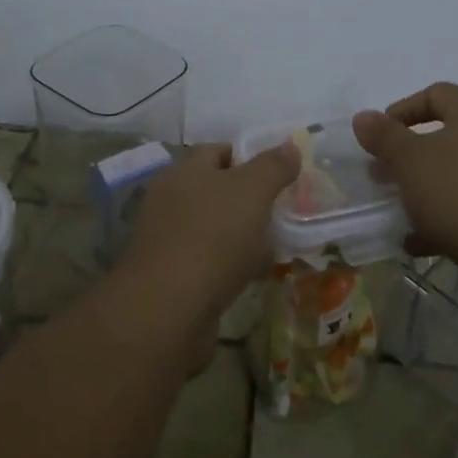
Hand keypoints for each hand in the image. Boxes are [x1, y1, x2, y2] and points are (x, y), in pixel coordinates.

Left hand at [124, 141, 299, 325]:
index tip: (279, 174)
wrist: (168, 311)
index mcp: (183, 172)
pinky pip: (208, 261)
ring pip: (213, 228)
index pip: (217, 151)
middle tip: (281, 211)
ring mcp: (166, 240)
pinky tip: (252, 276)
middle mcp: (169, 200)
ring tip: (274, 246)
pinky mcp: (170, 277)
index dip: (248, 157)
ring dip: (241, 236)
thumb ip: (273, 166)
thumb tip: (290, 146)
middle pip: (215, 190)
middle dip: (249, 200)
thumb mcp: (251, 191)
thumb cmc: (212, 238)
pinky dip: (230, 265)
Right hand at [353, 83, 457, 288]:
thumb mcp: (409, 162)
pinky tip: (424, 242)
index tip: (381, 136)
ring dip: (429, 190)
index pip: (437, 93)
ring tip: (403, 213)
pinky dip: (450, 217)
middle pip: (449, 135)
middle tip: (386, 176)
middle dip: (412, 157)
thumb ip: (384, 137)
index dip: (404, 109)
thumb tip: (363, 116)